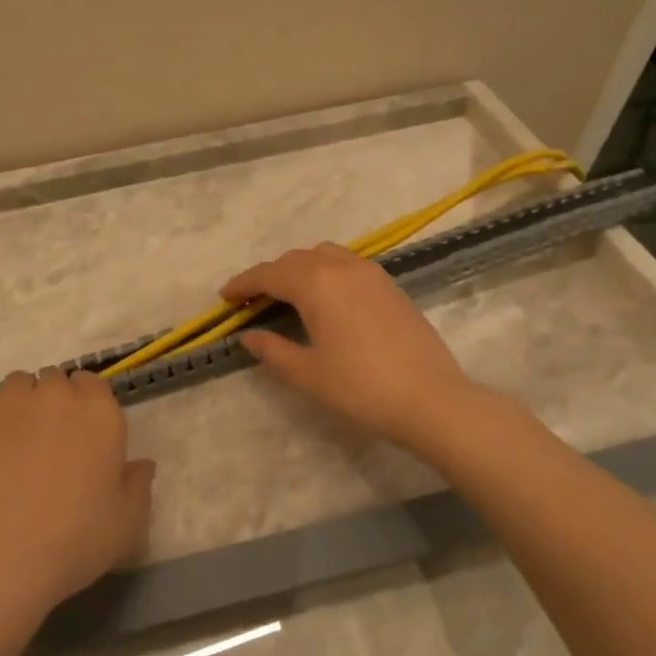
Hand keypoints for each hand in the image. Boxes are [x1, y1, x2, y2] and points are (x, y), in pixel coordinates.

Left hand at [0, 368, 153, 622]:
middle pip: (58, 380)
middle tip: (56, 440)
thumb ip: (138, 485)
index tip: (87, 432)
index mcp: (100, 413)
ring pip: (22, 384)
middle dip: (58, 400)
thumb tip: (141, 464)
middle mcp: (57, 397)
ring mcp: (12, 406)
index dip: (90, 404)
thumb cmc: (73, 540)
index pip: (95, 384)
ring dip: (27, 401)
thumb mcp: (127, 523)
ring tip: (23, 439)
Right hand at [222, 243, 475, 449]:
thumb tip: (249, 336)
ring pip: (324, 256)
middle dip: (270, 276)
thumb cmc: (361, 387)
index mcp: (316, 284)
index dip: (243, 284)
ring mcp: (371, 273)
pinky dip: (326, 273)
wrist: (431, 398)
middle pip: (295, 260)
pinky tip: (326, 300)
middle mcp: (341, 267)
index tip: (224, 297)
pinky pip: (347, 265)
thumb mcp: (308, 373)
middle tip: (252, 301)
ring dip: (299, 269)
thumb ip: (273, 350)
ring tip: (288, 296)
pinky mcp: (390, 286)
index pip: (269, 274)